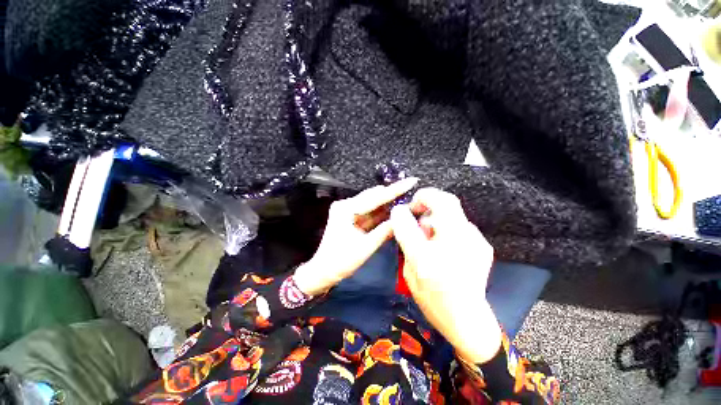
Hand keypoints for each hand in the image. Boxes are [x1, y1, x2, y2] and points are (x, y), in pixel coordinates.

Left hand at [294, 178, 418, 295]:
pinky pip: (370, 212)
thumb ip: (385, 231)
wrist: (324, 271)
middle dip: (393, 195)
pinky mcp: (351, 217)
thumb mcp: (366, 247)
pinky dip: (382, 213)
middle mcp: (346, 205)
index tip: (411, 181)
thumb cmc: (341, 261)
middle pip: (374, 197)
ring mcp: (348, 210)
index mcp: (346, 209)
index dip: (395, 190)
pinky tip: (394, 210)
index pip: (375, 197)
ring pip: (373, 204)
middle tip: (412, 190)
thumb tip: (403, 219)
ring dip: (388, 203)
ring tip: (407, 199)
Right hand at [390, 188, 501, 363]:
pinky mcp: (483, 245)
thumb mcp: (410, 267)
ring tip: (427, 235)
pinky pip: (459, 225)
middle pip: (447, 202)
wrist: (466, 319)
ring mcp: (477, 241)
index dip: (417, 199)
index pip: (431, 206)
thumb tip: (400, 213)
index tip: (407, 208)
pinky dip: (446, 227)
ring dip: (436, 217)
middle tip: (416, 213)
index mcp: (439, 247)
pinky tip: (441, 244)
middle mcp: (463, 240)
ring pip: (453, 213)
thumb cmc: (433, 297)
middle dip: (428, 201)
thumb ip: (405, 237)